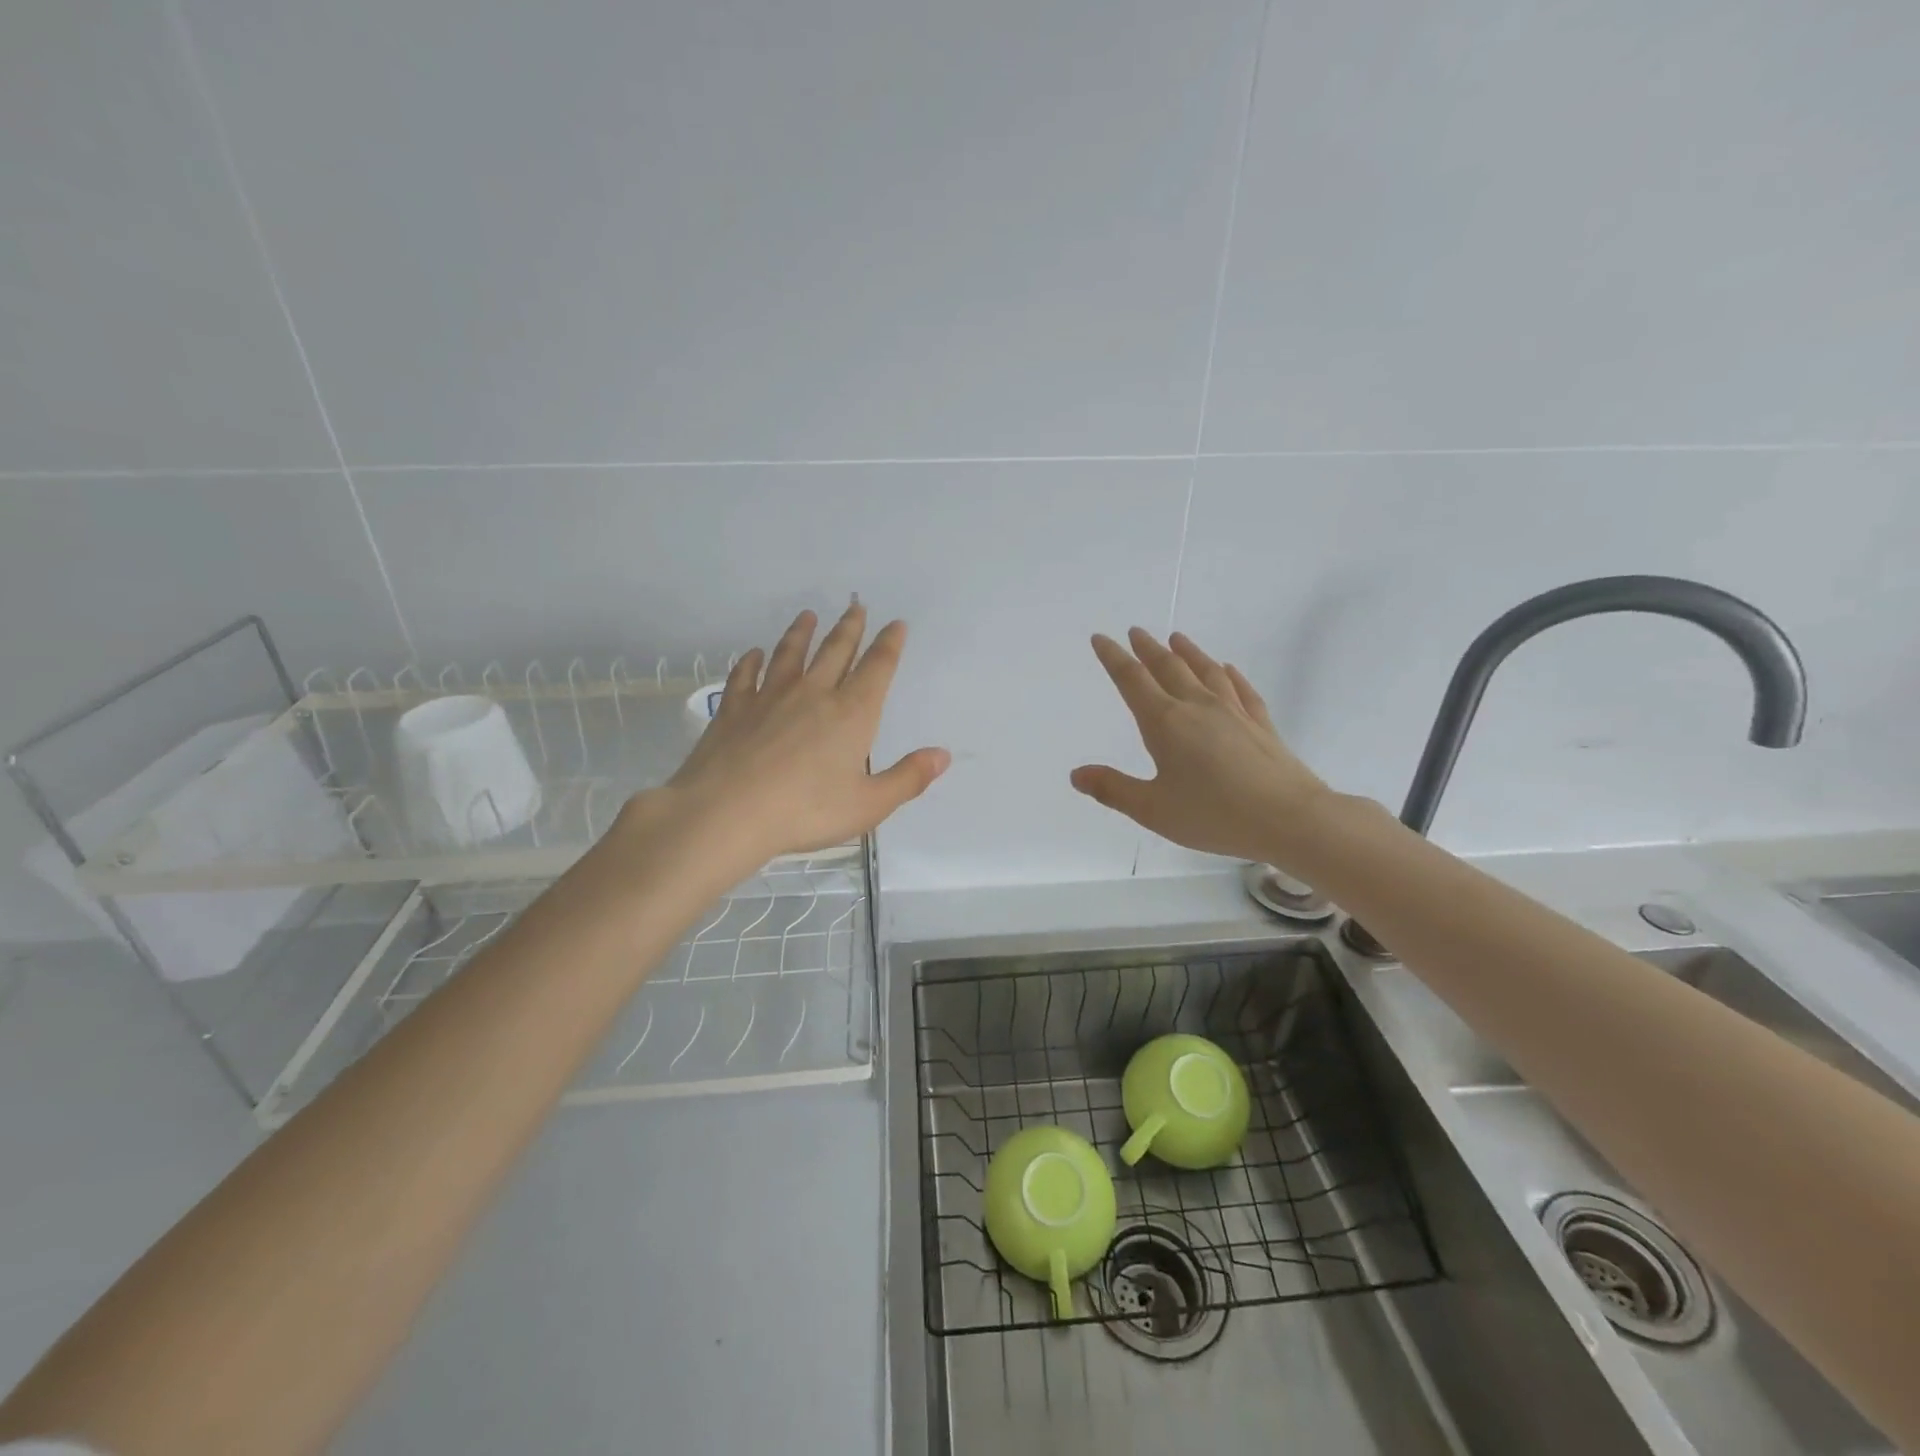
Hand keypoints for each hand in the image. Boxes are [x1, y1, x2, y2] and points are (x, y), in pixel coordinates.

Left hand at [645, 602, 948, 867]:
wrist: (727, 812)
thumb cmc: (805, 811)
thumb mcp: (868, 805)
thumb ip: (908, 778)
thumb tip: (943, 755)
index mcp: (851, 713)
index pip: (877, 668)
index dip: (889, 644)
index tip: (896, 624)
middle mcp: (813, 694)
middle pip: (835, 650)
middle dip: (849, 628)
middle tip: (856, 607)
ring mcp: (770, 697)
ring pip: (790, 654)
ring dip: (801, 633)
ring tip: (807, 616)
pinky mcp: (734, 709)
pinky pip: (745, 676)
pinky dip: (750, 662)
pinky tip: (752, 654)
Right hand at [1071, 628, 1331, 867]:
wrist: (1289, 818)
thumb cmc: (1213, 814)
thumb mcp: (1153, 809)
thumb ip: (1113, 789)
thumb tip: (1076, 774)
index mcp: (1165, 723)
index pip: (1132, 680)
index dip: (1114, 658)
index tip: (1102, 638)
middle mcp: (1197, 707)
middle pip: (1168, 667)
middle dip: (1148, 649)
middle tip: (1136, 632)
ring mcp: (1233, 711)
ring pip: (1206, 671)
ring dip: (1188, 653)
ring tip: (1177, 638)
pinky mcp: (1260, 723)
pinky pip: (1241, 689)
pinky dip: (1230, 675)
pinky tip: (1227, 669)